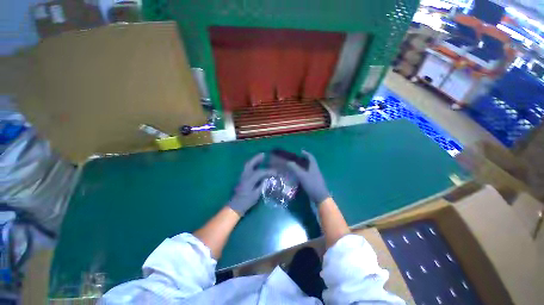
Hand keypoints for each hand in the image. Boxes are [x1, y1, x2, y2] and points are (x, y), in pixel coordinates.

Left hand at [228, 153, 273, 215]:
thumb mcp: (256, 195)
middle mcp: (245, 175)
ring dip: (254, 160)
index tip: (275, 172)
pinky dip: (252, 163)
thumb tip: (268, 179)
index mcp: (249, 180)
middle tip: (264, 154)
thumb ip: (262, 185)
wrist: (235, 205)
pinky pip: (247, 167)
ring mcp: (242, 175)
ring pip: (247, 164)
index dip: (268, 171)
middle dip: (257, 158)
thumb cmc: (246, 201)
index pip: (260, 172)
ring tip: (261, 157)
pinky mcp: (241, 177)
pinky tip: (256, 164)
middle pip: (250, 164)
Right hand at [287, 150, 329, 204]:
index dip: (306, 153)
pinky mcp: (315, 182)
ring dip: (304, 166)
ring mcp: (316, 177)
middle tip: (297, 159)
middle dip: (304, 160)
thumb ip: (295, 169)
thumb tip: (289, 162)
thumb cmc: (312, 184)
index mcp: (314, 167)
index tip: (301, 151)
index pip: (311, 157)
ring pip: (310, 169)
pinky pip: (309, 174)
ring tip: (297, 167)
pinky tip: (300, 176)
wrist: (320, 197)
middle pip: (311, 162)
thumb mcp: (302, 176)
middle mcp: (316, 170)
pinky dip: (304, 172)